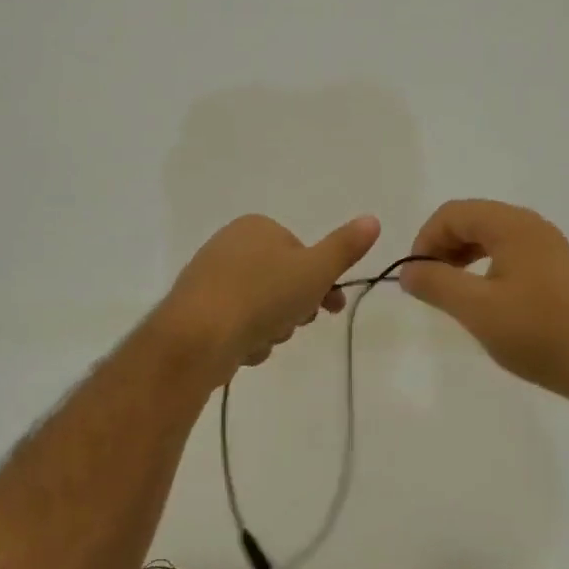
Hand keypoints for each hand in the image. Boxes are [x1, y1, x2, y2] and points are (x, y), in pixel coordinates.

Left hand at [161, 213, 381, 375]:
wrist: (198, 336)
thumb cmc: (263, 295)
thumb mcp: (316, 270)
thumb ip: (345, 247)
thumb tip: (373, 219)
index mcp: (256, 227)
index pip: (301, 253)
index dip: (321, 281)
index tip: (332, 306)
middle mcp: (229, 245)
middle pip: (281, 281)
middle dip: (295, 308)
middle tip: (297, 323)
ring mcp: (209, 277)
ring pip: (260, 306)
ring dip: (272, 327)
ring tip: (265, 339)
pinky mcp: (195, 309)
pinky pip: (236, 323)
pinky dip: (246, 337)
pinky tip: (244, 349)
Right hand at [400, 200, 568, 407]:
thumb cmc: (540, 333)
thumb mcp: (477, 310)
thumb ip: (436, 284)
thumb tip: (407, 270)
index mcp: (512, 225)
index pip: (452, 213)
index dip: (425, 239)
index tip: (415, 277)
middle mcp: (532, 226)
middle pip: (472, 220)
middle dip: (442, 247)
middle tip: (430, 286)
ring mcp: (549, 247)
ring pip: (491, 238)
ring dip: (463, 258)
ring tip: (453, 294)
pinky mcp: (559, 270)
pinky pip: (511, 254)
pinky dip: (487, 268)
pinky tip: (487, 301)